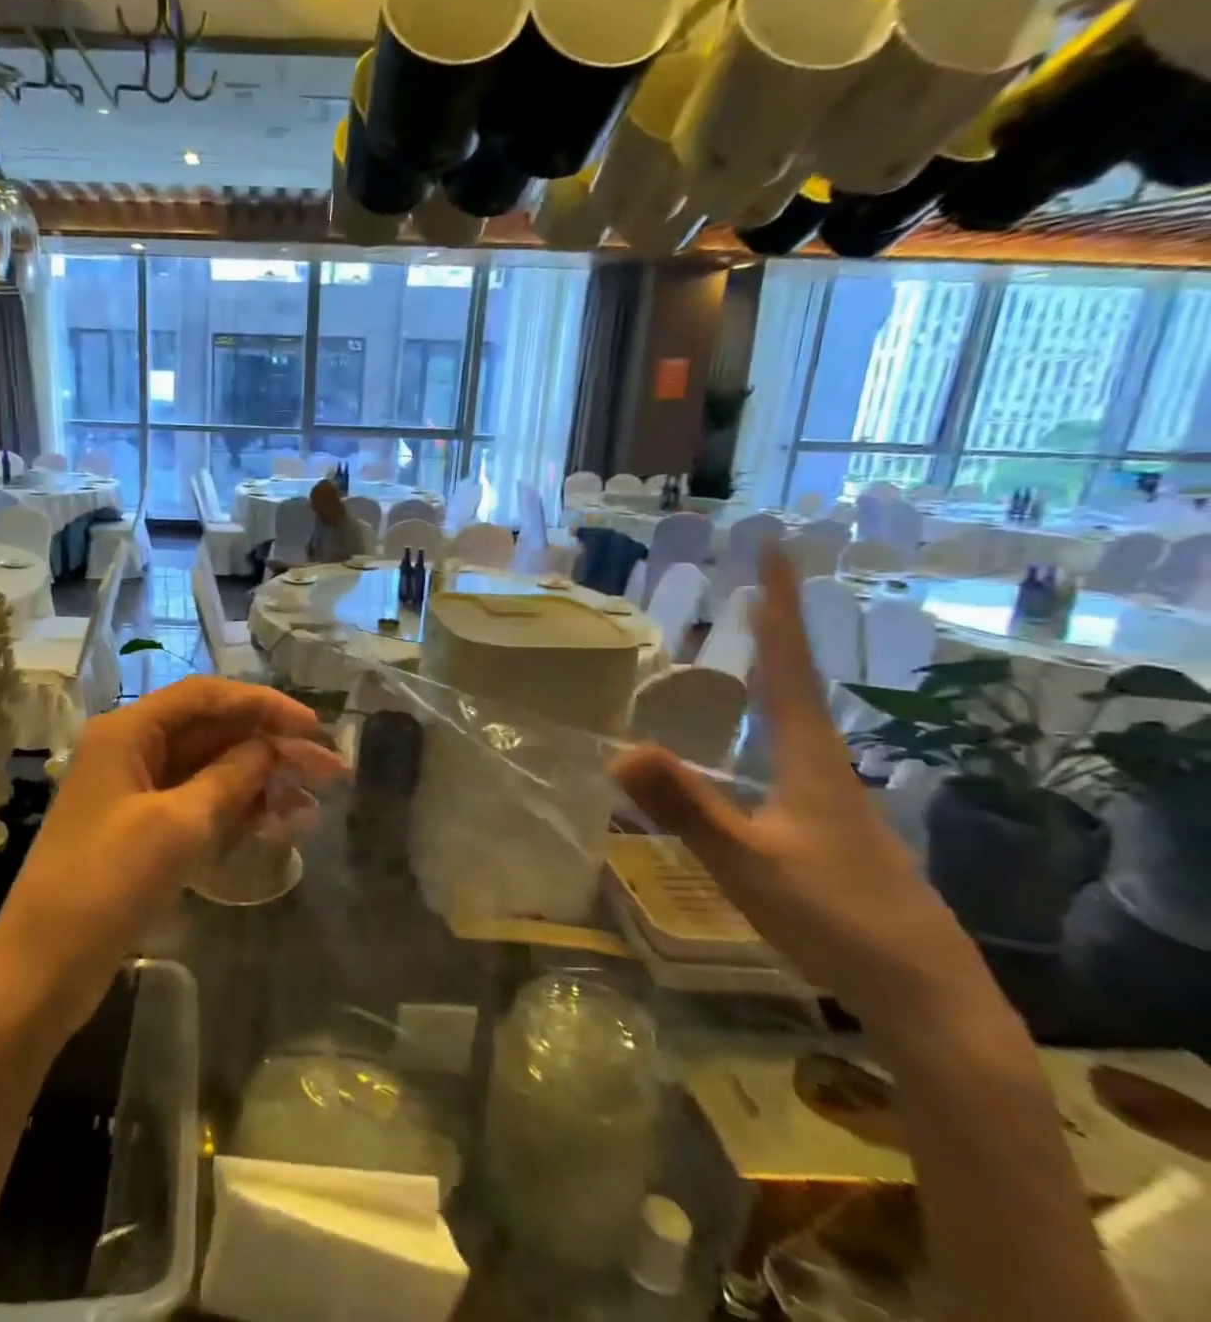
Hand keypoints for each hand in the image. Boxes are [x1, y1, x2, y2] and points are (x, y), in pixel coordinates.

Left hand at [0, 677, 347, 1039]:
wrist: (43, 969)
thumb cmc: (106, 884)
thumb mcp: (178, 825)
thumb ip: (231, 777)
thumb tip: (270, 748)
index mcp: (128, 731)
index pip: (206, 697)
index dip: (263, 705)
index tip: (312, 727)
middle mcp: (131, 750)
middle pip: (212, 732)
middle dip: (271, 748)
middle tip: (329, 770)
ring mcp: (135, 792)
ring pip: (209, 770)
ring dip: (259, 782)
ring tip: (312, 804)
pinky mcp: (141, 830)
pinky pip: (198, 804)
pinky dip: (236, 810)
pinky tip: (277, 825)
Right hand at [610, 549, 985, 1026]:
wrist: (926, 995)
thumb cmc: (836, 920)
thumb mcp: (748, 865)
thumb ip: (686, 809)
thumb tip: (619, 750)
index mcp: (809, 757)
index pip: (788, 665)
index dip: (777, 606)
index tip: (770, 550)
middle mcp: (825, 763)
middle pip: (796, 679)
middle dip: (775, 627)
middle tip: (752, 583)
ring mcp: (832, 794)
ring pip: (797, 714)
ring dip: (774, 667)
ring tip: (751, 638)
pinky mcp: (831, 822)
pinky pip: (791, 745)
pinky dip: (770, 713)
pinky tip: (757, 731)